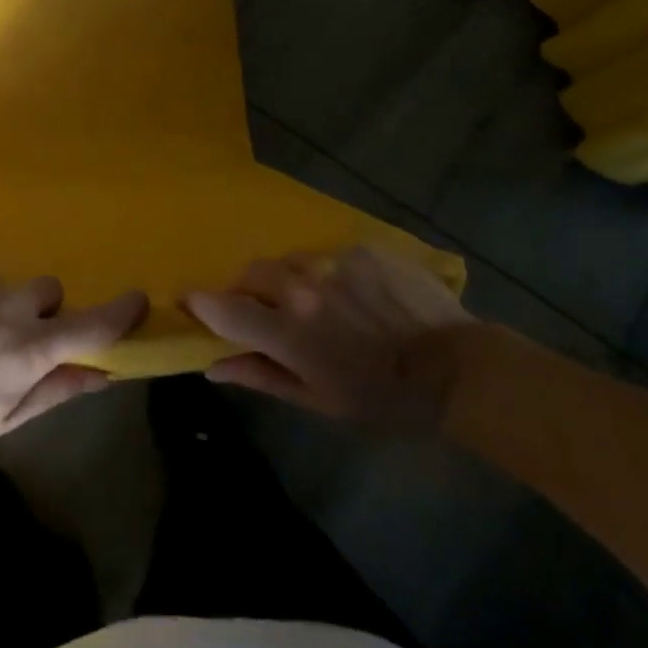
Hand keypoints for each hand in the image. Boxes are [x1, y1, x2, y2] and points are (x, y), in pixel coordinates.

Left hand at [0, 268, 147, 467]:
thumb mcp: (3, 419)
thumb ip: (55, 391)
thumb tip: (100, 375)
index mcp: (29, 347)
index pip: (89, 324)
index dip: (119, 311)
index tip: (138, 298)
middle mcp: (10, 304)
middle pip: (49, 291)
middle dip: (44, 311)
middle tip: (18, 342)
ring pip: (7, 286)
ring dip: (1, 307)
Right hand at [185, 247, 475, 430]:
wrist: (457, 369)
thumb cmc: (382, 396)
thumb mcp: (318, 400)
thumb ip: (260, 375)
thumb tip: (211, 364)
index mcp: (288, 329)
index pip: (223, 307)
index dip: (200, 303)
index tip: (189, 302)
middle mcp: (302, 284)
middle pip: (252, 273)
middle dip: (249, 290)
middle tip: (267, 311)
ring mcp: (334, 260)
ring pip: (290, 260)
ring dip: (290, 279)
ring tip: (317, 302)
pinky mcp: (361, 247)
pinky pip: (329, 254)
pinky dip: (329, 273)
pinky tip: (354, 294)